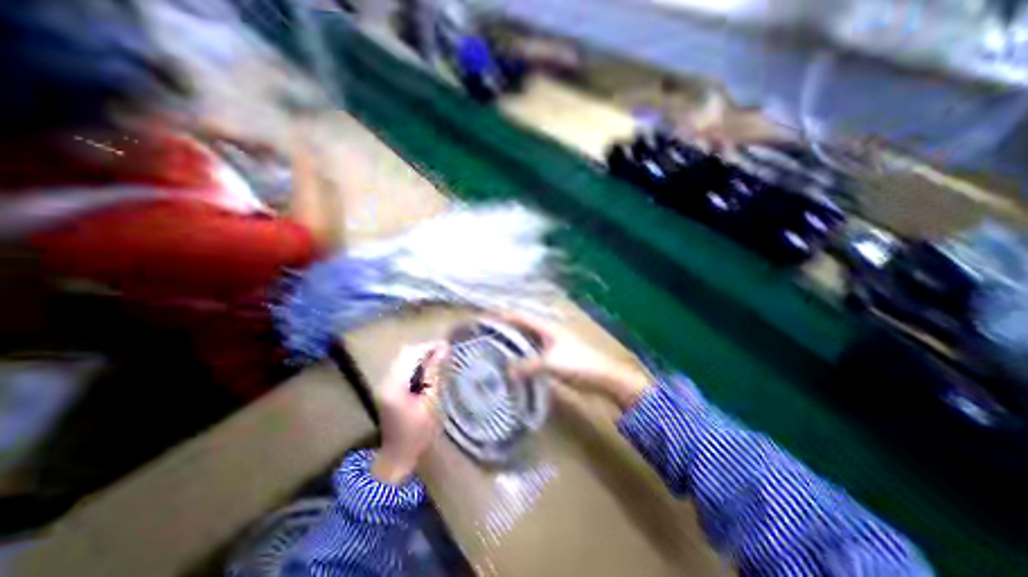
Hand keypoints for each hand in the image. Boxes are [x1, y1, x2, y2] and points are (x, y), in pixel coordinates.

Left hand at [371, 345, 447, 483]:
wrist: (397, 458)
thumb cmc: (418, 434)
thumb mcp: (431, 403)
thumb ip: (435, 375)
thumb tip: (443, 350)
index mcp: (395, 385)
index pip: (411, 354)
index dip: (429, 346)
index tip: (448, 346)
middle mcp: (386, 380)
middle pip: (405, 353)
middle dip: (426, 349)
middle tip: (446, 351)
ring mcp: (386, 384)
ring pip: (404, 359)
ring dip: (422, 355)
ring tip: (441, 358)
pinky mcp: (389, 388)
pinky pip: (404, 367)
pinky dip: (417, 364)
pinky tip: (429, 369)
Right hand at [497, 314, 649, 411]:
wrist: (603, 376)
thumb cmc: (578, 364)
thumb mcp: (550, 364)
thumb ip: (527, 365)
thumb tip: (505, 369)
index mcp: (546, 326)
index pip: (519, 316)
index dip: (502, 315)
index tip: (483, 318)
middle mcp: (547, 330)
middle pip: (522, 325)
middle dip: (504, 327)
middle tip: (484, 333)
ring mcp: (551, 342)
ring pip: (527, 338)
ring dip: (512, 340)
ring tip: (493, 345)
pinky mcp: (554, 355)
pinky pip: (532, 350)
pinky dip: (521, 352)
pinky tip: (512, 360)